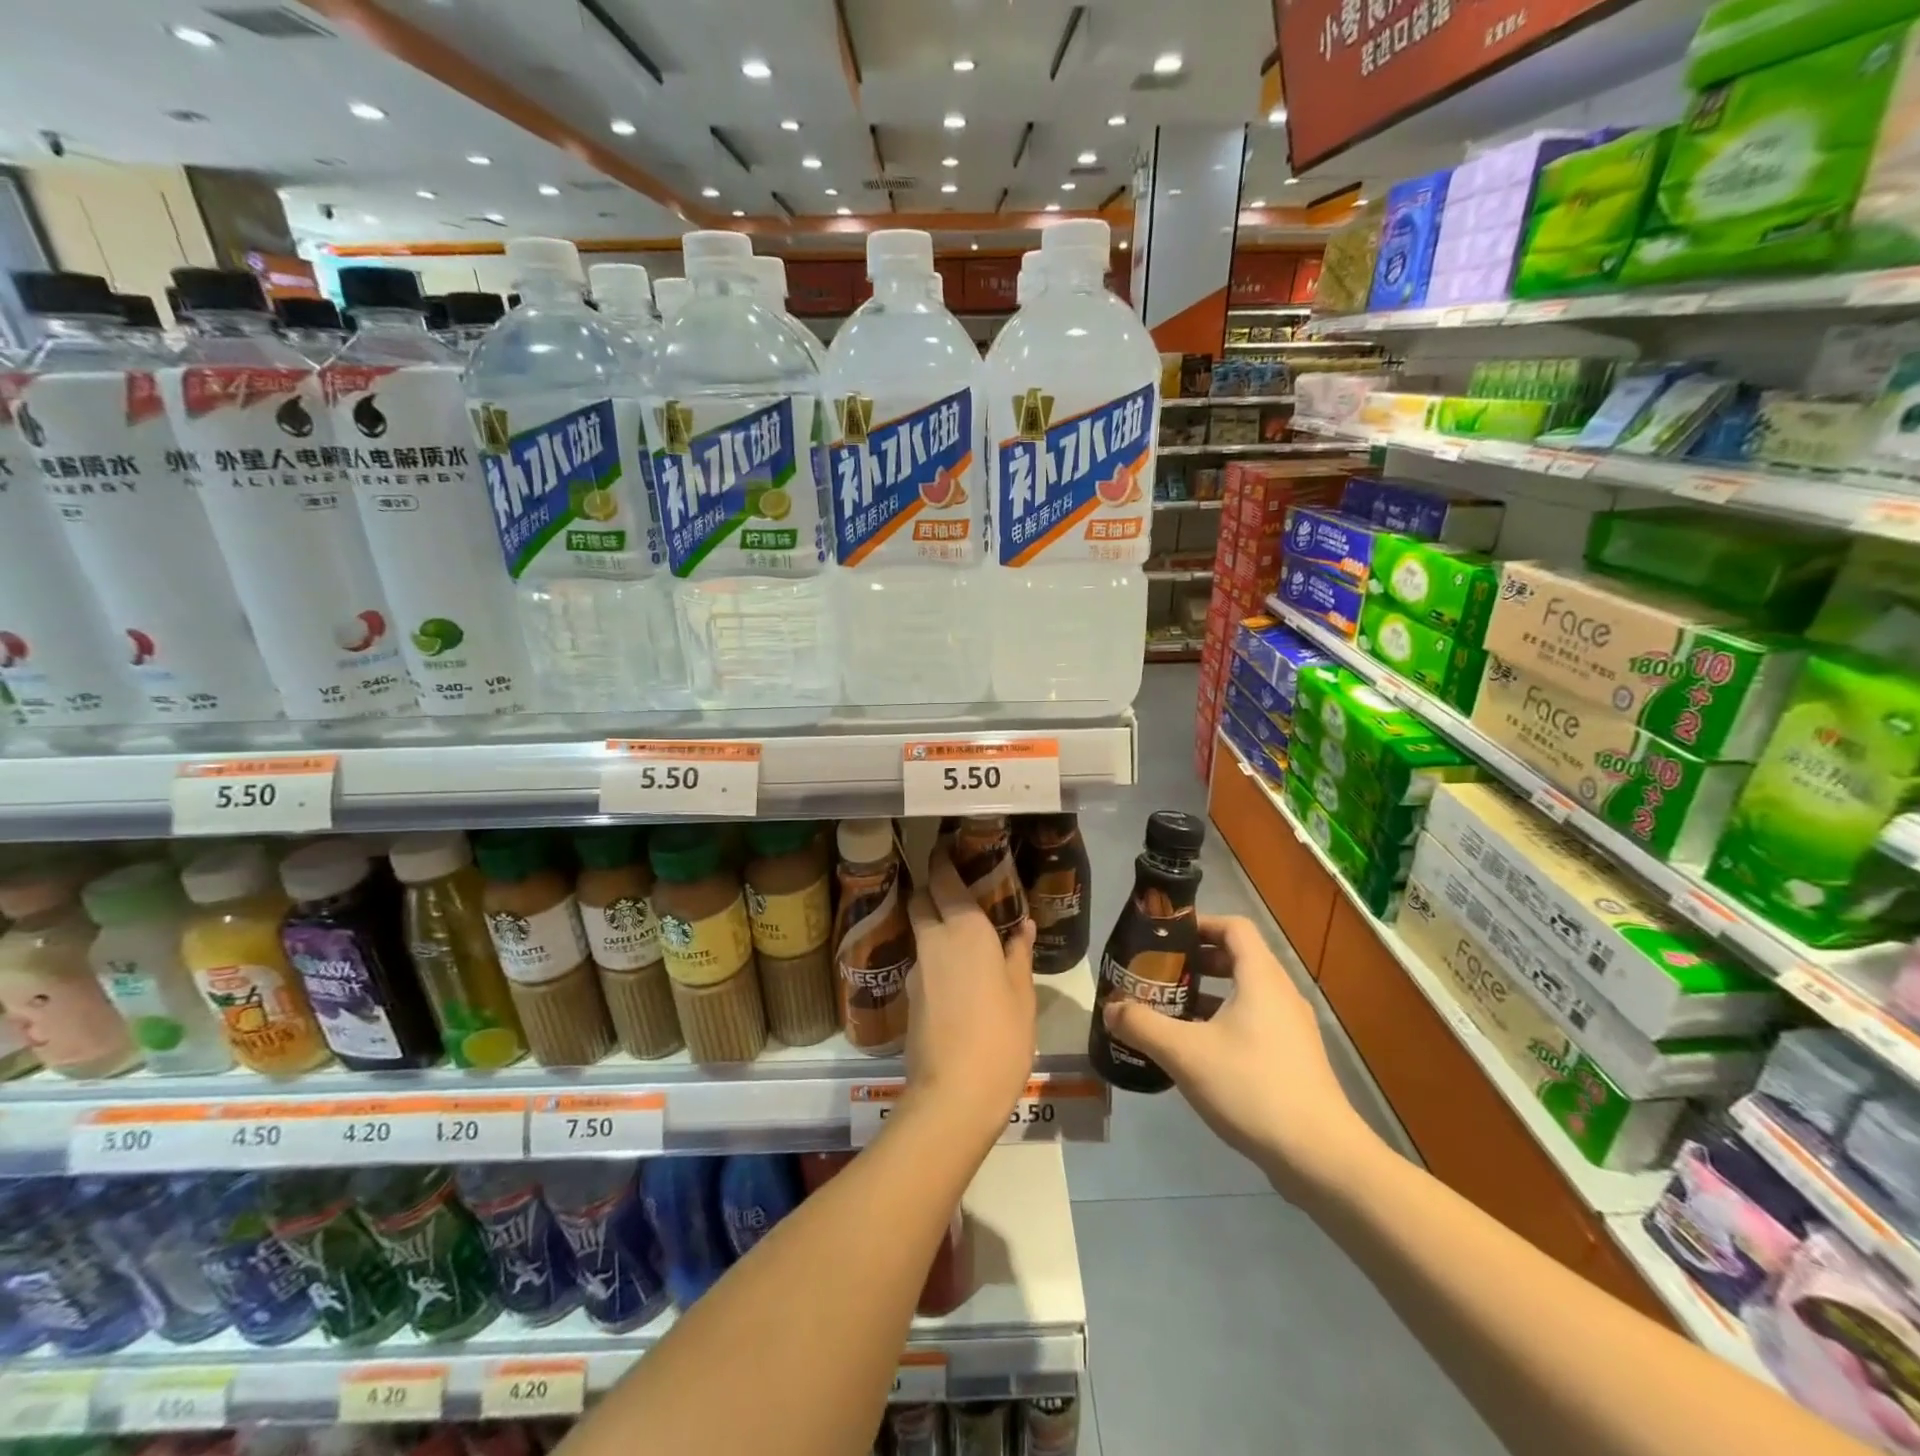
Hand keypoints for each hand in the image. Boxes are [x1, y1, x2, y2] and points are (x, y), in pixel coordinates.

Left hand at [902, 847, 1037, 1145]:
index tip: (947, 848)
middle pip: (920, 899)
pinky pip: (923, 962)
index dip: (941, 860)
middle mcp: (934, 940)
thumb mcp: (1021, 993)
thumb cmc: (1000, 1035)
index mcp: (964, 929)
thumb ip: (1018, 954)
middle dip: (931, 889)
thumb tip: (1021, 926)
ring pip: (920, 932)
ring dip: (934, 925)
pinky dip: (936, 958)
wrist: (953, 1094)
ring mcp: (917, 969)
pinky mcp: (909, 997)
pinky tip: (957, 977)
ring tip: (964, 937)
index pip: (942, 879)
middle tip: (957, 891)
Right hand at [1102, 914, 1380, 1200]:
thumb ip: (1142, 1025)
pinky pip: (1252, 1024)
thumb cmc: (1251, 1087)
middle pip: (1236, 959)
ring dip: (1206, 996)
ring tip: (1169, 1013)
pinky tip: (1195, 1053)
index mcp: (1261, 978)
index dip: (1200, 924)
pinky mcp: (1293, 1060)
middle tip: (1158, 976)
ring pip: (1243, 995)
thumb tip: (1110, 1008)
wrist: (1320, 1157)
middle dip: (1195, 963)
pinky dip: (1222, 1024)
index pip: (1234, 927)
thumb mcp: (1185, 1053)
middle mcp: (1280, 995)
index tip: (1165, 938)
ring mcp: (1291, 1030)